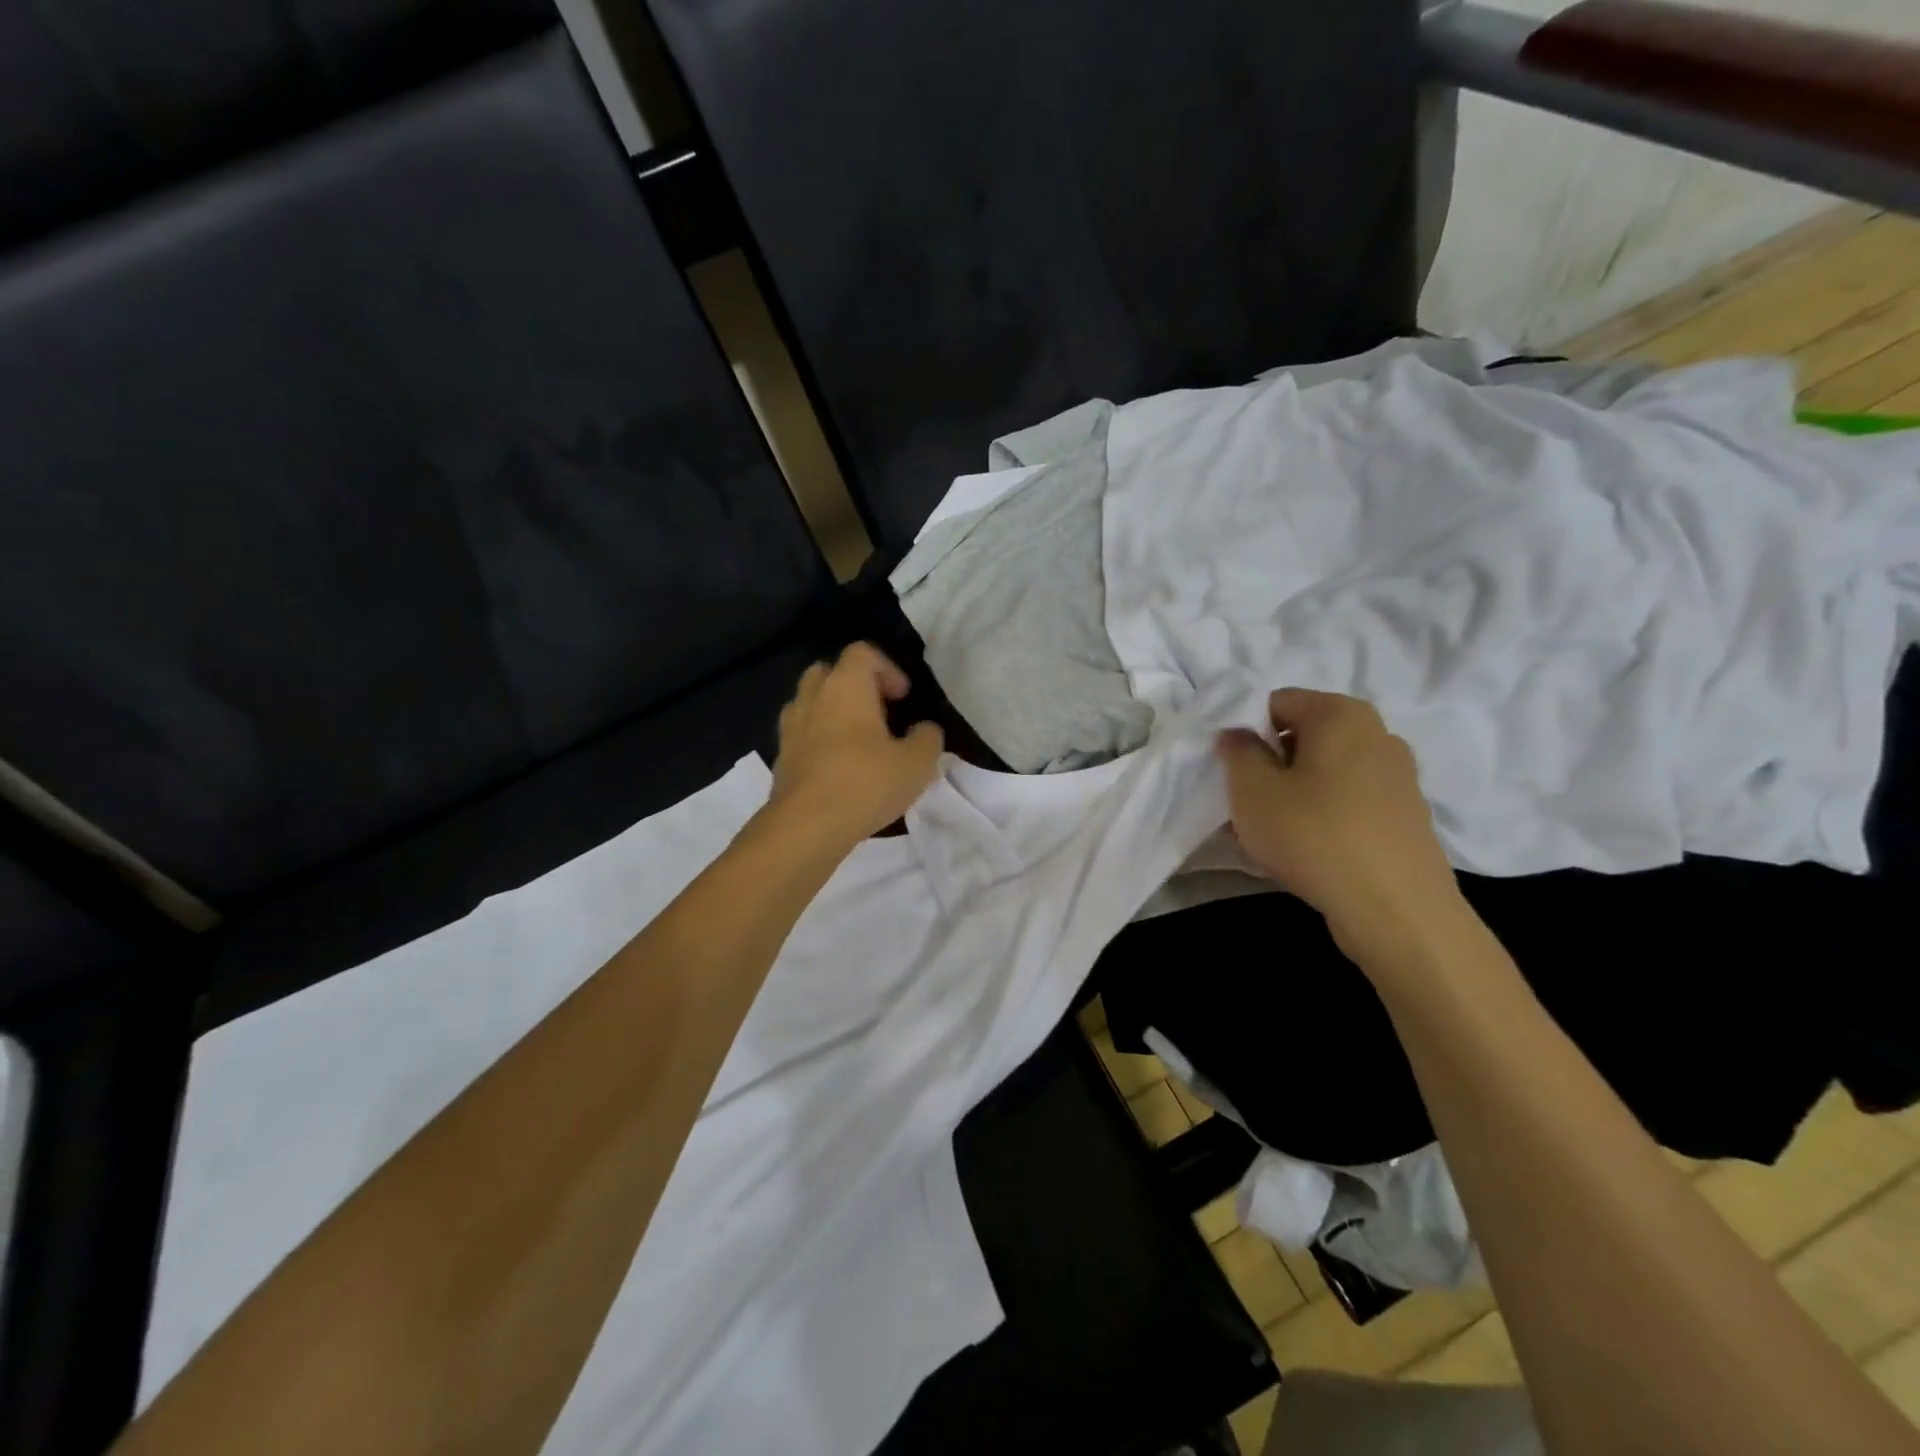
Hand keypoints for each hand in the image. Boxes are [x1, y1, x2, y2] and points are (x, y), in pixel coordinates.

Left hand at [766, 643, 944, 850]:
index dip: (887, 668)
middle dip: (855, 686)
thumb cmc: (865, 783)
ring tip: (858, 742)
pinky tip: (839, 769)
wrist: (806, 826)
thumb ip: (928, 738)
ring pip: (811, 703)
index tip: (903, 698)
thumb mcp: (917, 763)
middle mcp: (812, 697)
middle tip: (879, 713)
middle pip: (829, 672)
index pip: (863, 652)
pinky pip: (802, 735)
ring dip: (833, 713)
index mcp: (845, 686)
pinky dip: (819, 741)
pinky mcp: (780, 757)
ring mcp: (790, 727)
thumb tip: (924, 730)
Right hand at [1217, 689, 1464, 964]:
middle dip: (1269, 763)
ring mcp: (1397, 776)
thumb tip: (1239, 735)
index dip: (1244, 731)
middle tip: (1244, 801)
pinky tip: (1304, 848)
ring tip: (1270, 830)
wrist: (1396, 910)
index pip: (1276, 702)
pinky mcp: (1405, 815)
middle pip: (1303, 735)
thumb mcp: (1252, 790)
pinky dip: (1321, 814)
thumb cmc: (1314, 835)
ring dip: (1292, 791)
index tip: (1229, 769)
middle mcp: (1377, 733)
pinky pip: (1347, 800)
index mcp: (1341, 713)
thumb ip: (1237, 751)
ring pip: (1324, 771)